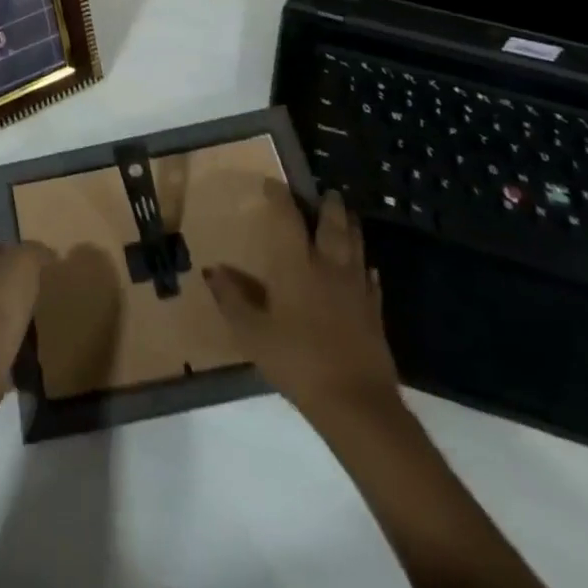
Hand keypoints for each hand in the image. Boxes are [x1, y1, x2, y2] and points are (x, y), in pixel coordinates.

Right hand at [203, 183, 400, 423]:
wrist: (356, 403)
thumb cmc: (297, 360)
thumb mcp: (252, 332)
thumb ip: (232, 299)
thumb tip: (213, 270)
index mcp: (297, 265)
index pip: (288, 219)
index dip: (281, 197)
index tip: (273, 183)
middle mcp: (329, 268)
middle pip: (333, 226)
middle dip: (329, 206)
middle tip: (328, 192)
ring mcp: (356, 290)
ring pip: (356, 247)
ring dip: (351, 228)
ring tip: (347, 216)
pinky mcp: (374, 313)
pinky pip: (370, 280)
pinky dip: (365, 267)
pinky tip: (366, 268)